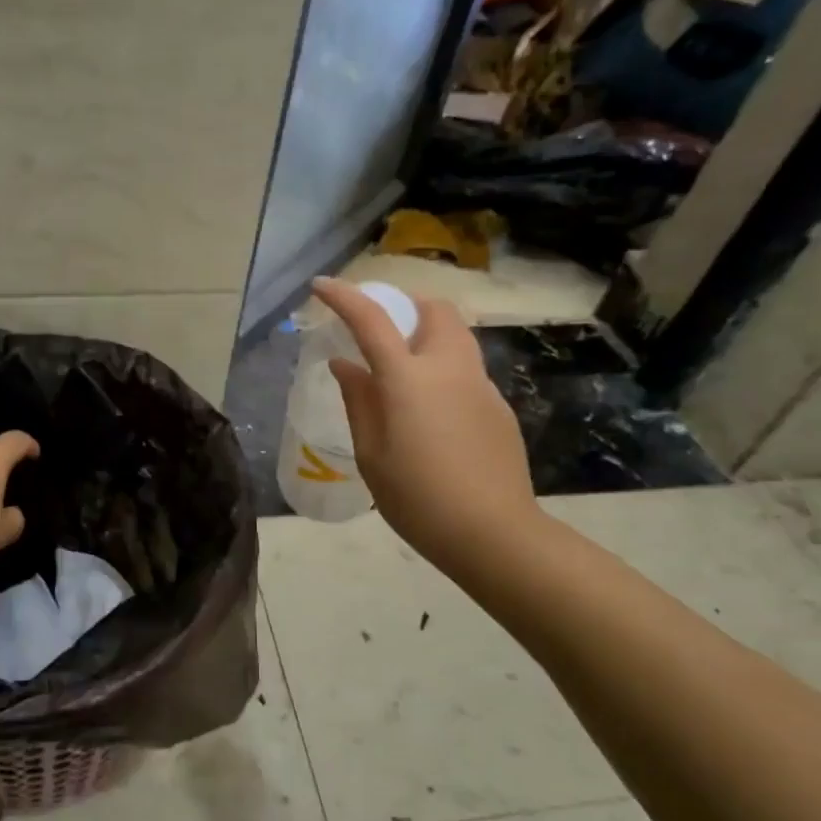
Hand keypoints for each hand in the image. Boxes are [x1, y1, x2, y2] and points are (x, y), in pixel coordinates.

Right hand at [312, 277, 537, 563]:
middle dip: (406, 307)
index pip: (372, 320)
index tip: (321, 287)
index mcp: (409, 379)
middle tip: (380, 333)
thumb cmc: (418, 498)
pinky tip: (432, 415)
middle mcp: (450, 369)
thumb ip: (359, 402)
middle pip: (435, 310)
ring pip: (457, 337)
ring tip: (404, 372)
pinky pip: (467, 371)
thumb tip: (346, 366)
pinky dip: (444, 370)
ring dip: (428, 335)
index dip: (344, 298)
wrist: (493, 533)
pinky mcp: (499, 408)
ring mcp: (481, 386)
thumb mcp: (372, 454)